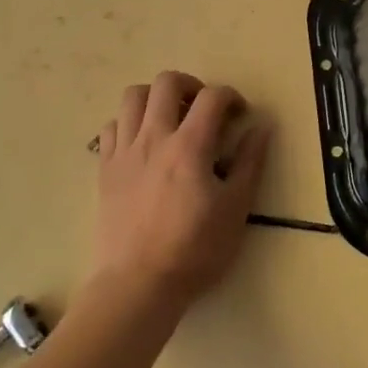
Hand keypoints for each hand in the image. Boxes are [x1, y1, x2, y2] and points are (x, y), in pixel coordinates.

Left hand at [87, 70, 271, 313]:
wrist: (137, 285)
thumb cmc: (194, 250)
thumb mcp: (236, 209)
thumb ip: (250, 163)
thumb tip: (262, 127)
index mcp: (190, 146)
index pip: (212, 96)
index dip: (231, 96)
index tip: (240, 114)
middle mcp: (154, 138)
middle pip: (166, 82)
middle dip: (191, 85)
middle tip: (203, 108)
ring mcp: (124, 152)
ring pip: (133, 96)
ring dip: (155, 97)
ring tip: (170, 118)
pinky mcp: (104, 169)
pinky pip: (111, 127)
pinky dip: (129, 123)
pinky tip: (142, 142)